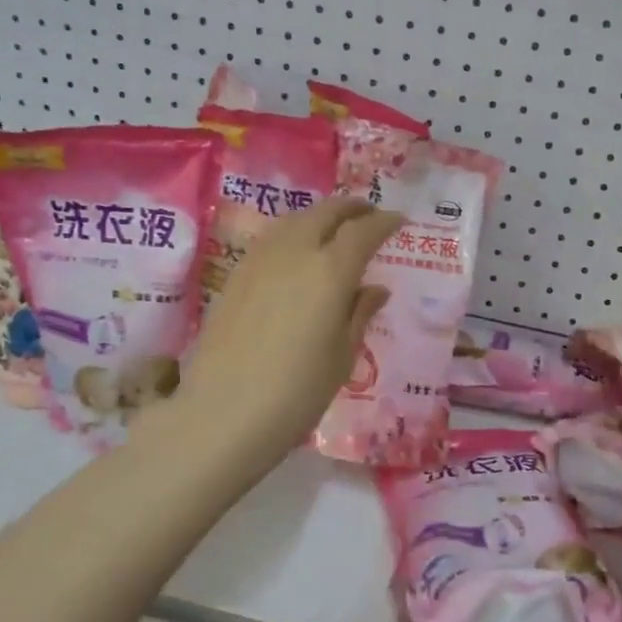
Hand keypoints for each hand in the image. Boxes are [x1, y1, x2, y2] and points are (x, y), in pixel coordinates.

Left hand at [171, 198, 400, 473]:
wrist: (223, 413)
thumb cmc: (297, 392)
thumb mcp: (342, 356)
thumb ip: (359, 313)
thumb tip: (375, 289)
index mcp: (330, 271)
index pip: (363, 231)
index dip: (384, 222)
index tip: (398, 221)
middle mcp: (295, 252)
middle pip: (326, 212)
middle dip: (352, 208)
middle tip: (369, 215)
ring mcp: (259, 260)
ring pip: (295, 219)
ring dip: (321, 216)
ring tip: (335, 229)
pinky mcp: (236, 275)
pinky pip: (272, 238)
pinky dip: (294, 232)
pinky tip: (298, 253)